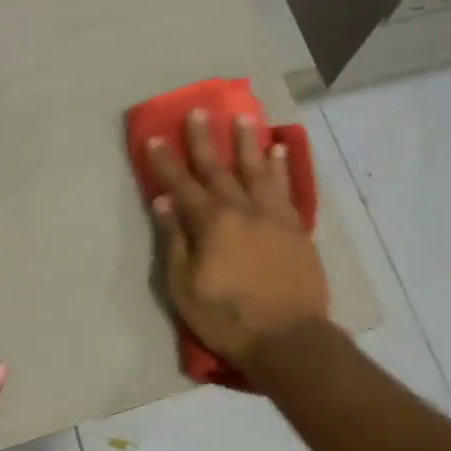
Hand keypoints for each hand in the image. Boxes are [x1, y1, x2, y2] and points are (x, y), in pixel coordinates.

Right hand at [147, 109, 330, 375]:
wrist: (288, 338)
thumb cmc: (227, 318)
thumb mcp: (185, 286)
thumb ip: (175, 240)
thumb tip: (163, 202)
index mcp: (211, 223)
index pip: (182, 185)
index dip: (166, 162)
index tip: (154, 138)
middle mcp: (242, 210)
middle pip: (219, 169)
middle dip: (205, 140)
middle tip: (198, 112)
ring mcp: (272, 217)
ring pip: (258, 171)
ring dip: (248, 143)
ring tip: (244, 118)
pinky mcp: (296, 228)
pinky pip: (286, 189)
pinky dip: (281, 168)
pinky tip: (279, 152)